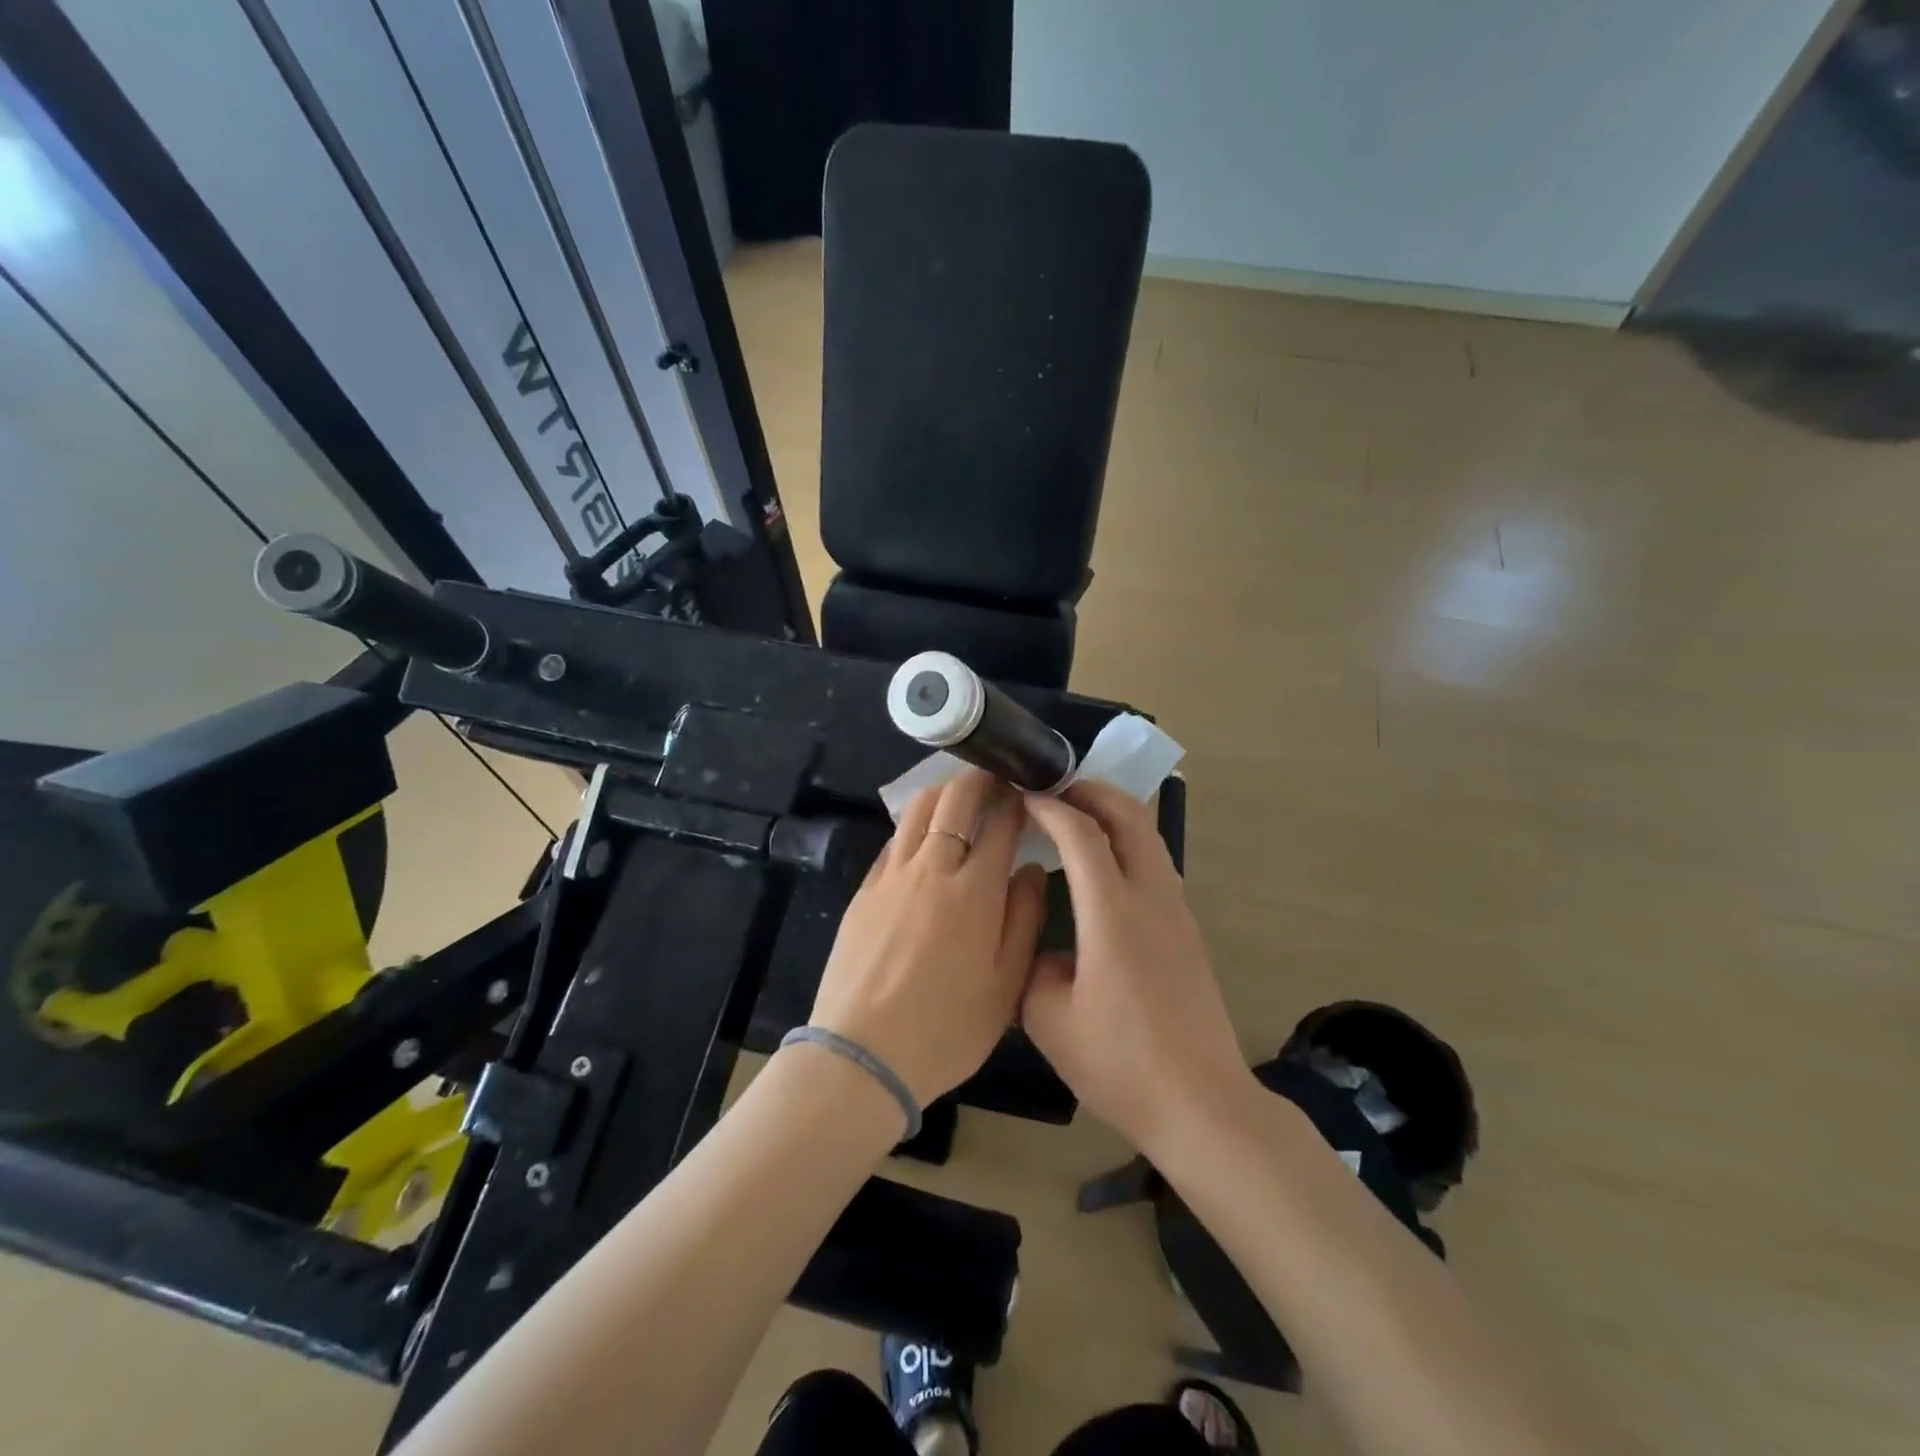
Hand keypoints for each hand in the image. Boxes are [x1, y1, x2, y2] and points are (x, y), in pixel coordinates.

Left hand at [809, 770, 1047, 1105]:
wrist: (862, 1054)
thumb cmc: (947, 1028)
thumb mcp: (1006, 984)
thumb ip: (1025, 918)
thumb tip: (1031, 868)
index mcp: (974, 889)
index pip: (1000, 821)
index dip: (1016, 798)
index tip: (1027, 790)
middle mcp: (931, 867)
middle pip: (954, 799)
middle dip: (979, 779)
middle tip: (996, 778)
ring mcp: (891, 875)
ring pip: (917, 809)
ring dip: (943, 792)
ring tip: (960, 797)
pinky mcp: (863, 890)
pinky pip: (893, 840)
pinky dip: (914, 824)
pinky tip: (922, 838)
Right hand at [1021, 781, 1252, 1154]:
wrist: (1200, 1104)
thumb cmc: (1119, 1062)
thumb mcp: (1048, 1018)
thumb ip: (1034, 965)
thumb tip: (1045, 946)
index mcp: (1112, 912)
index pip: (1080, 834)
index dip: (1049, 806)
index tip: (1022, 794)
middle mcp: (1151, 897)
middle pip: (1130, 816)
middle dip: (1091, 791)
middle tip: (1054, 788)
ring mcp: (1177, 911)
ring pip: (1149, 836)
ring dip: (1114, 814)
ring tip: (1076, 818)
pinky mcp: (1188, 931)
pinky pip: (1156, 864)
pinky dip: (1127, 844)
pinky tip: (1103, 869)